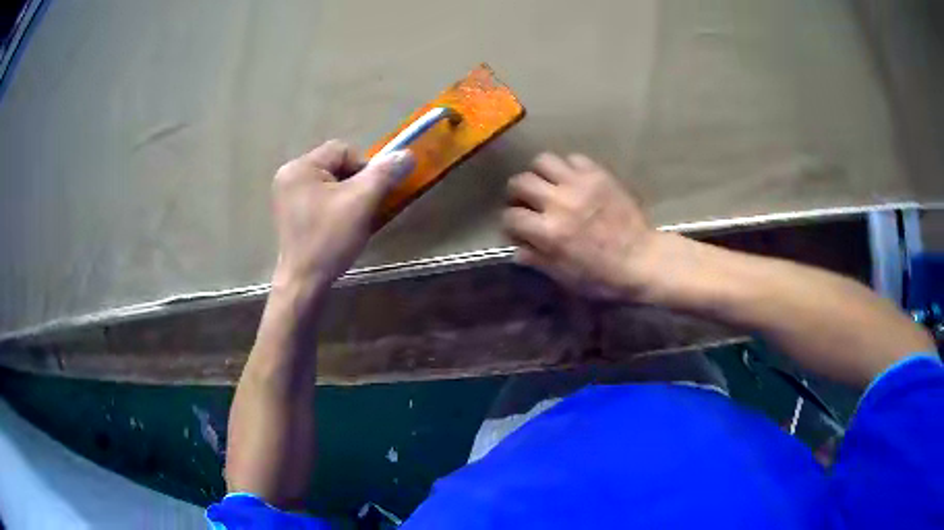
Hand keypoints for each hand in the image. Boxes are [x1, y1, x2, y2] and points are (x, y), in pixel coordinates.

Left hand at [270, 140, 413, 290]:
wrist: (304, 283)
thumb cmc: (329, 240)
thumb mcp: (361, 203)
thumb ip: (384, 174)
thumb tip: (407, 154)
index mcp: (300, 167)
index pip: (343, 150)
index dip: (364, 168)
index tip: (369, 196)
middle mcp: (288, 175)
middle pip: (335, 165)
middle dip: (354, 183)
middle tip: (362, 209)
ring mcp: (286, 195)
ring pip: (329, 182)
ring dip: (346, 196)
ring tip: (350, 219)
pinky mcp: (289, 212)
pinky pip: (319, 197)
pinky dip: (333, 206)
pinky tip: (337, 226)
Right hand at [502, 152, 666, 300]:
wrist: (643, 259)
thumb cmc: (603, 275)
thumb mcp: (565, 277)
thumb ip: (537, 259)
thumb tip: (517, 248)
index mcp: (549, 232)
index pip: (510, 216)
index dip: (510, 223)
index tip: (517, 228)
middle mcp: (559, 202)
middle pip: (520, 182)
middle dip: (517, 193)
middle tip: (527, 201)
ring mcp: (580, 184)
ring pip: (543, 161)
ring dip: (540, 174)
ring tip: (548, 185)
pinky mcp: (598, 174)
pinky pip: (573, 158)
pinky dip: (567, 168)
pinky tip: (573, 181)